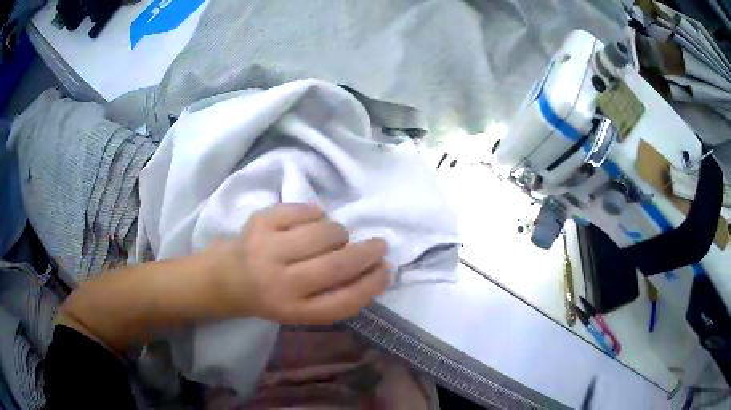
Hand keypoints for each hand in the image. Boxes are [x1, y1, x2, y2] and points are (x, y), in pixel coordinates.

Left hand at [206, 204, 389, 323]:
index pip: (343, 301)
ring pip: (326, 232)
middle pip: (338, 265)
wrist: (227, 277)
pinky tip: (309, 223)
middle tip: (378, 245)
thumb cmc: (272, 295)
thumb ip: (334, 295)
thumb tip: (375, 270)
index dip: (371, 285)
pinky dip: (317, 214)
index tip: (386, 270)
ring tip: (331, 237)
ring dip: (339, 233)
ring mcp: (268, 249)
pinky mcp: (261, 221)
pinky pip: (306, 210)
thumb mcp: (301, 308)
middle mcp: (280, 282)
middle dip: (367, 253)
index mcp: (293, 310)